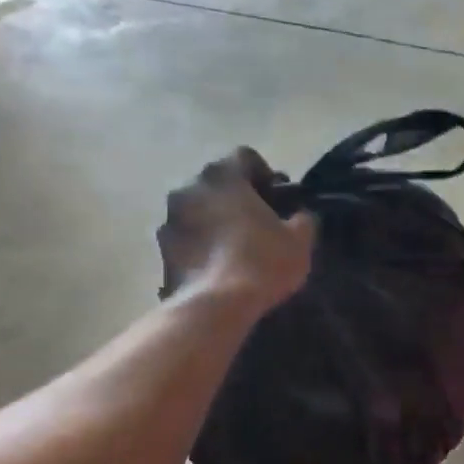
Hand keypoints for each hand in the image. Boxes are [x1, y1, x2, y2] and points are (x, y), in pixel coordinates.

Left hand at [156, 149, 314, 306]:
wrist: (215, 306)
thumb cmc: (262, 261)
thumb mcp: (300, 240)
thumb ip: (302, 219)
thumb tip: (299, 216)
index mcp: (223, 175)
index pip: (245, 157)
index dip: (266, 174)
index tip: (279, 199)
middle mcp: (190, 188)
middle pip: (219, 182)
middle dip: (239, 197)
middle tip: (261, 223)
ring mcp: (169, 218)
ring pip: (200, 209)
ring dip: (217, 220)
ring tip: (238, 247)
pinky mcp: (161, 249)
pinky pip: (188, 236)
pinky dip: (203, 244)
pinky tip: (221, 265)